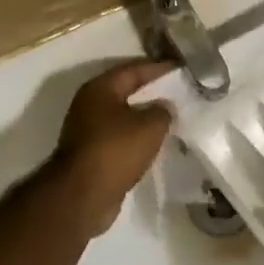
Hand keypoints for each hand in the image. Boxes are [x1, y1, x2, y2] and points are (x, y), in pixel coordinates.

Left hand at [51, 61, 174, 236]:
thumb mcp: (150, 126)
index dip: (158, 68)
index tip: (181, 68)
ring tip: (170, 116)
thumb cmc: (116, 150)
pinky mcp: (90, 154)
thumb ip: (163, 111)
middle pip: (125, 90)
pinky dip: (136, 136)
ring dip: (143, 115)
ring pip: (122, 115)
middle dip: (151, 91)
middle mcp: (89, 104)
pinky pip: (119, 137)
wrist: (82, 196)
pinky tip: (154, 141)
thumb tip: (164, 107)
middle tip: (177, 90)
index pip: (134, 69)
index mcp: (100, 88)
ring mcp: (86, 130)